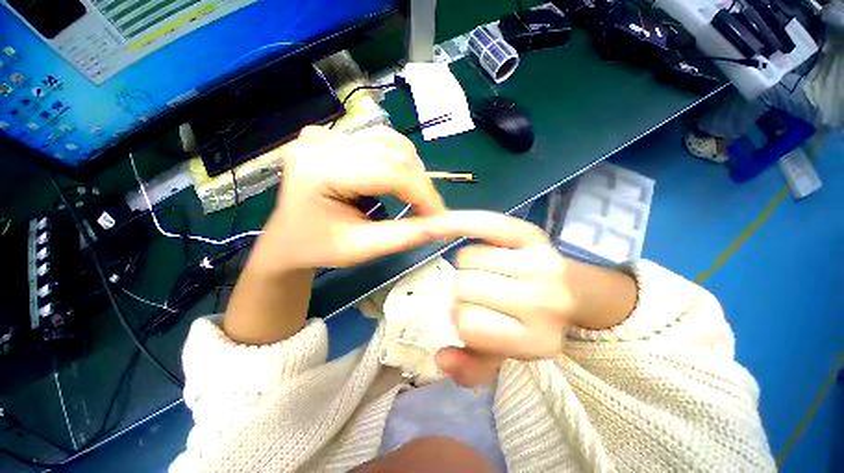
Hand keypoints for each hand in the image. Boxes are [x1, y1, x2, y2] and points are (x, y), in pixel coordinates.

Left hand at [224, 126, 447, 344]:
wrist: (287, 239)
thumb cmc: (318, 248)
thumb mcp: (362, 248)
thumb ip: (406, 236)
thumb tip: (445, 226)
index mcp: (320, 170)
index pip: (390, 172)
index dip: (423, 194)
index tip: (440, 217)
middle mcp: (322, 141)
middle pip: (394, 154)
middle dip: (421, 186)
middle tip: (431, 213)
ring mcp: (327, 133)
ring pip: (392, 143)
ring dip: (412, 172)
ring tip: (415, 199)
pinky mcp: (334, 136)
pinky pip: (381, 141)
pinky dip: (399, 161)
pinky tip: (399, 181)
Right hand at [432, 211, 637, 385]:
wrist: (575, 292)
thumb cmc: (535, 323)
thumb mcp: (508, 354)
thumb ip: (473, 367)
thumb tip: (442, 359)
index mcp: (537, 342)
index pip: (467, 326)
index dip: (462, 320)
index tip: (474, 317)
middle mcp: (544, 303)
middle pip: (464, 287)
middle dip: (462, 291)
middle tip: (481, 292)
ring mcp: (540, 264)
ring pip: (468, 258)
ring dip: (467, 266)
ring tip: (486, 270)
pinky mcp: (531, 235)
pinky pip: (483, 225)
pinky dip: (461, 224)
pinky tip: (447, 225)